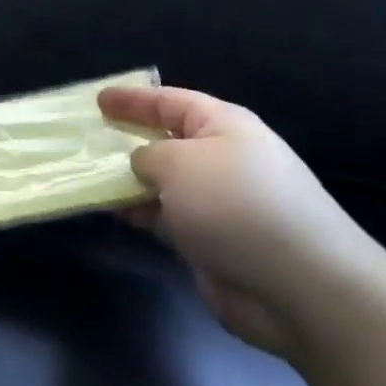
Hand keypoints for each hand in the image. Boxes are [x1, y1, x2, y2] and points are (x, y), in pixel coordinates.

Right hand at [98, 85, 385, 358]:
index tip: (98, 100)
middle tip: (86, 139)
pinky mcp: (210, 241)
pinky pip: (164, 217)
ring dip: (127, 180)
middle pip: (166, 141)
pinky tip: (112, 212)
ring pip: (161, 182)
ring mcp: (217, 203)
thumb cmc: (236, 205)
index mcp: (223, 126)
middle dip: (127, 139)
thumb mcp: (180, 163)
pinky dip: (138, 212)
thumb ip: (148, 155)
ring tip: (85, 176)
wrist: (299, 285)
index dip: (133, 99)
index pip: (170, 102)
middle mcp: (221, 159)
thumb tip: (141, 164)